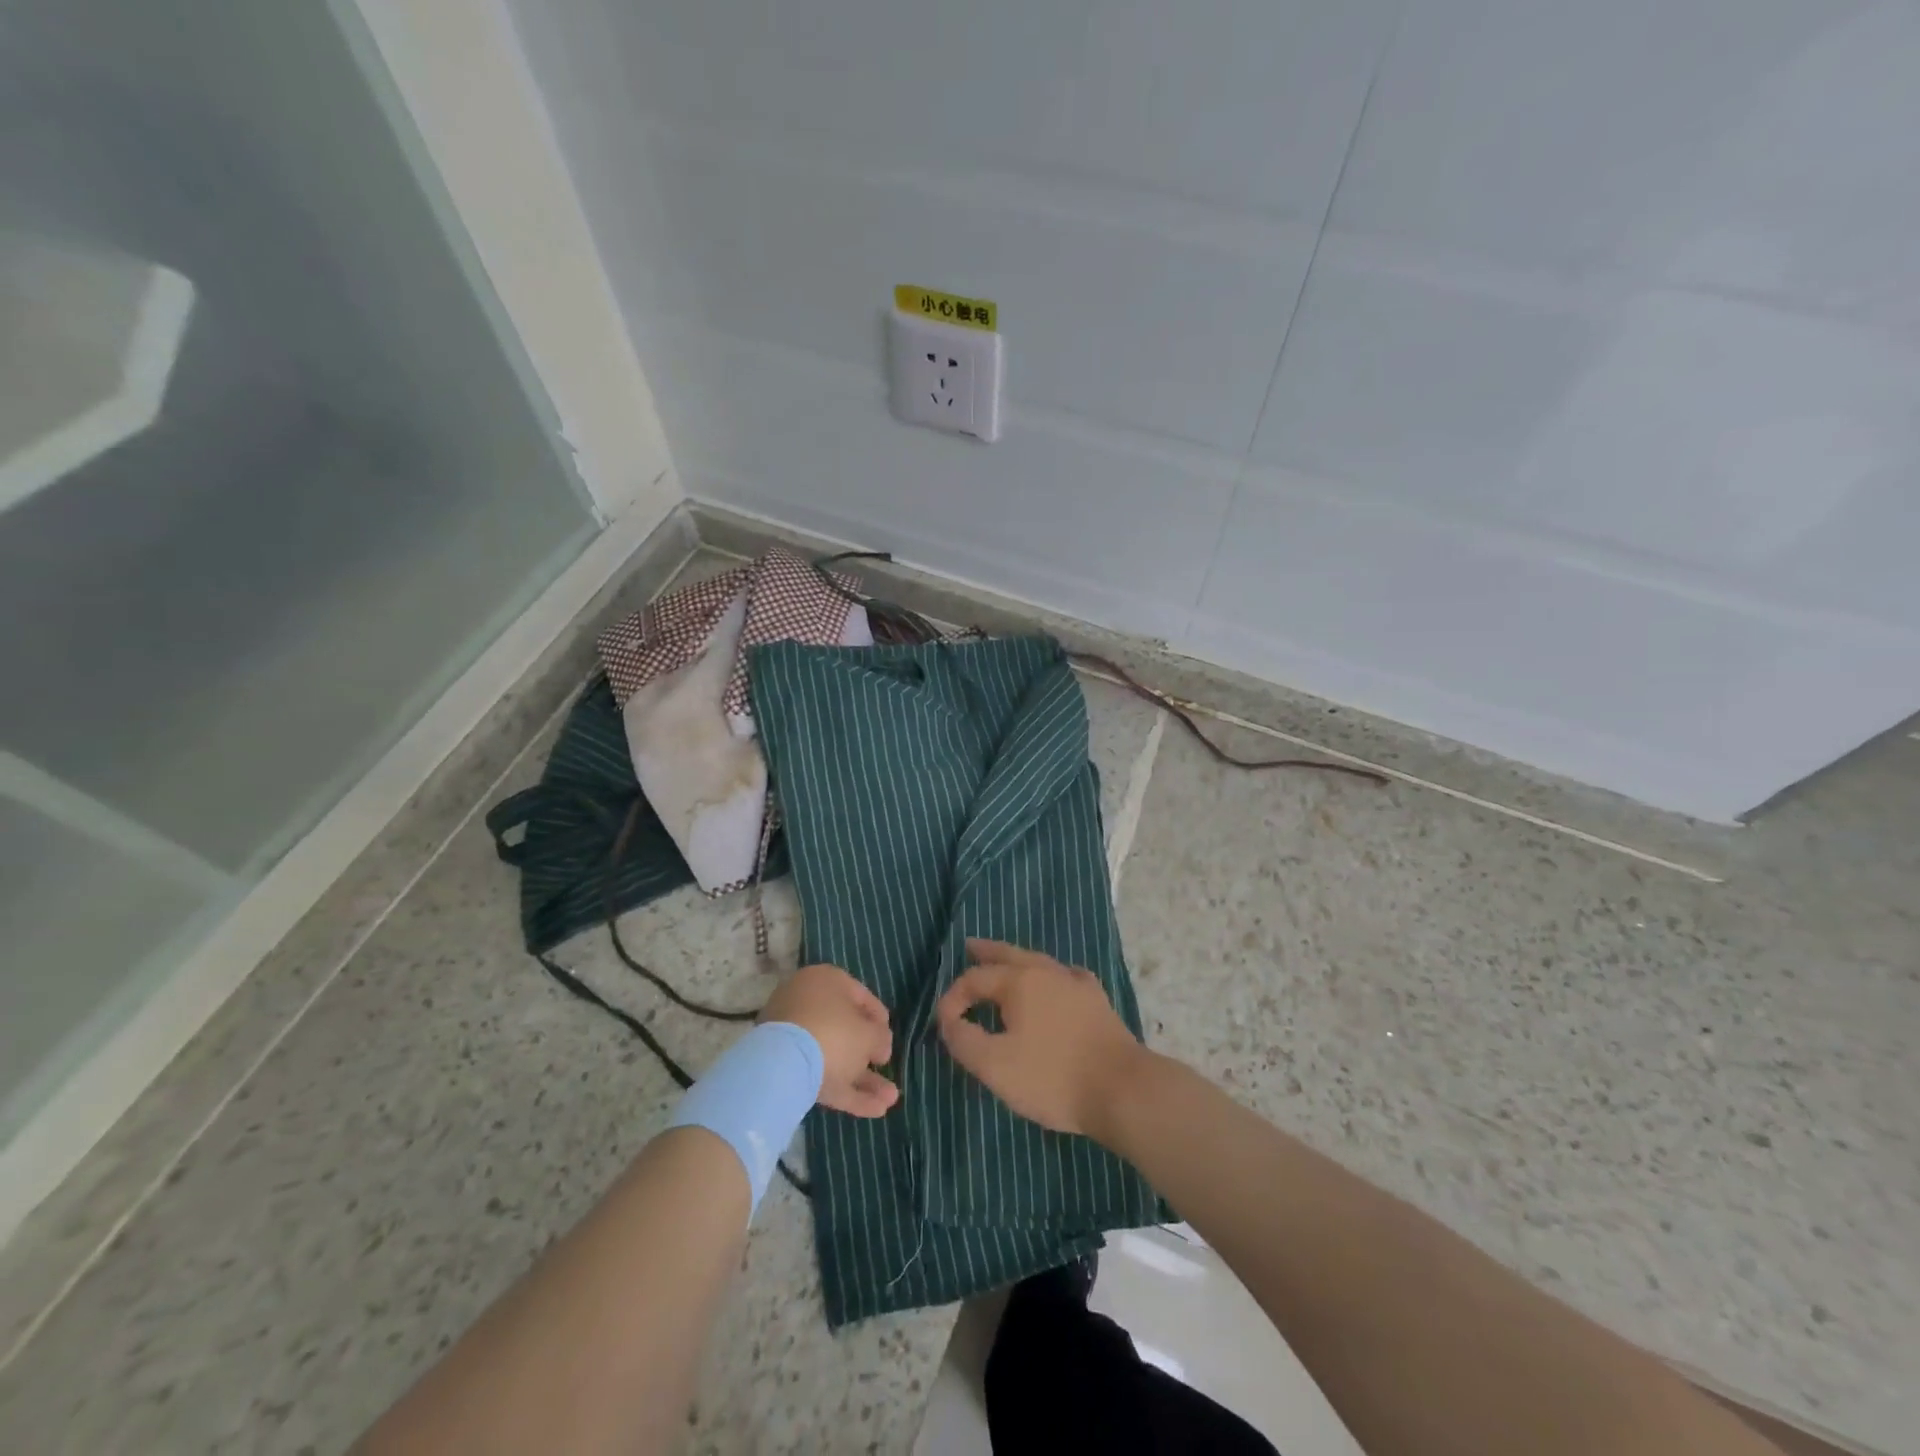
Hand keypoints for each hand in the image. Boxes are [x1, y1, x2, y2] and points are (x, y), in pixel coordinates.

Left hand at [761, 964, 897, 1117]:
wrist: (782, 1066)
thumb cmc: (835, 1034)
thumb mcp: (870, 1034)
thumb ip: (881, 1038)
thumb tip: (880, 1046)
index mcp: (825, 982)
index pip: (860, 997)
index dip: (879, 1020)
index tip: (888, 1041)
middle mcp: (807, 1004)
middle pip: (844, 1029)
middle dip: (869, 1054)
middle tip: (885, 1067)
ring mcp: (793, 1037)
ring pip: (834, 1056)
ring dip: (863, 1078)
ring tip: (890, 1099)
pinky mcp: (785, 1067)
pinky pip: (821, 1075)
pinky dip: (847, 1091)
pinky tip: (874, 1110)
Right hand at [936, 939, 1147, 1139]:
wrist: (1122, 1089)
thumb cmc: (1053, 1077)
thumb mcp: (995, 1066)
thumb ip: (964, 1040)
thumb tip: (949, 1021)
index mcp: (1019, 981)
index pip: (974, 979)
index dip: (953, 998)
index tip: (942, 1024)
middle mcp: (1046, 972)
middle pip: (1009, 955)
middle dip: (986, 952)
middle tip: (969, 945)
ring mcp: (1076, 984)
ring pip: (1039, 961)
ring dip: (1016, 959)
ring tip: (1005, 961)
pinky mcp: (1097, 1001)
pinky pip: (1067, 976)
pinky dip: (1052, 974)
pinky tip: (1058, 980)